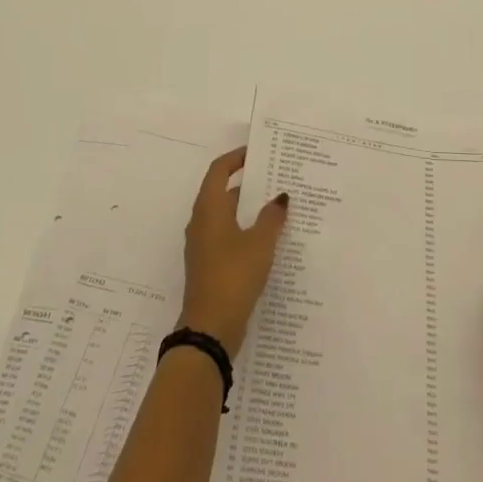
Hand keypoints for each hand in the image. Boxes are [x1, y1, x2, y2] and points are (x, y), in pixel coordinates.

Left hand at [177, 147, 287, 356]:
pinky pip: (227, 236)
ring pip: (226, 216)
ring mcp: (203, 245)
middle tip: (275, 179)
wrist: (210, 328)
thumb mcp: (260, 243)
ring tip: (277, 207)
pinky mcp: (209, 265)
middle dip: (247, 184)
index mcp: (209, 208)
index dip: (236, 158)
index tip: (257, 153)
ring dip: (248, 209)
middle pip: (222, 192)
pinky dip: (245, 230)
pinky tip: (268, 241)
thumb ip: (272, 217)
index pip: (219, 170)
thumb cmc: (234, 275)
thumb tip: (280, 197)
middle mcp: (201, 222)